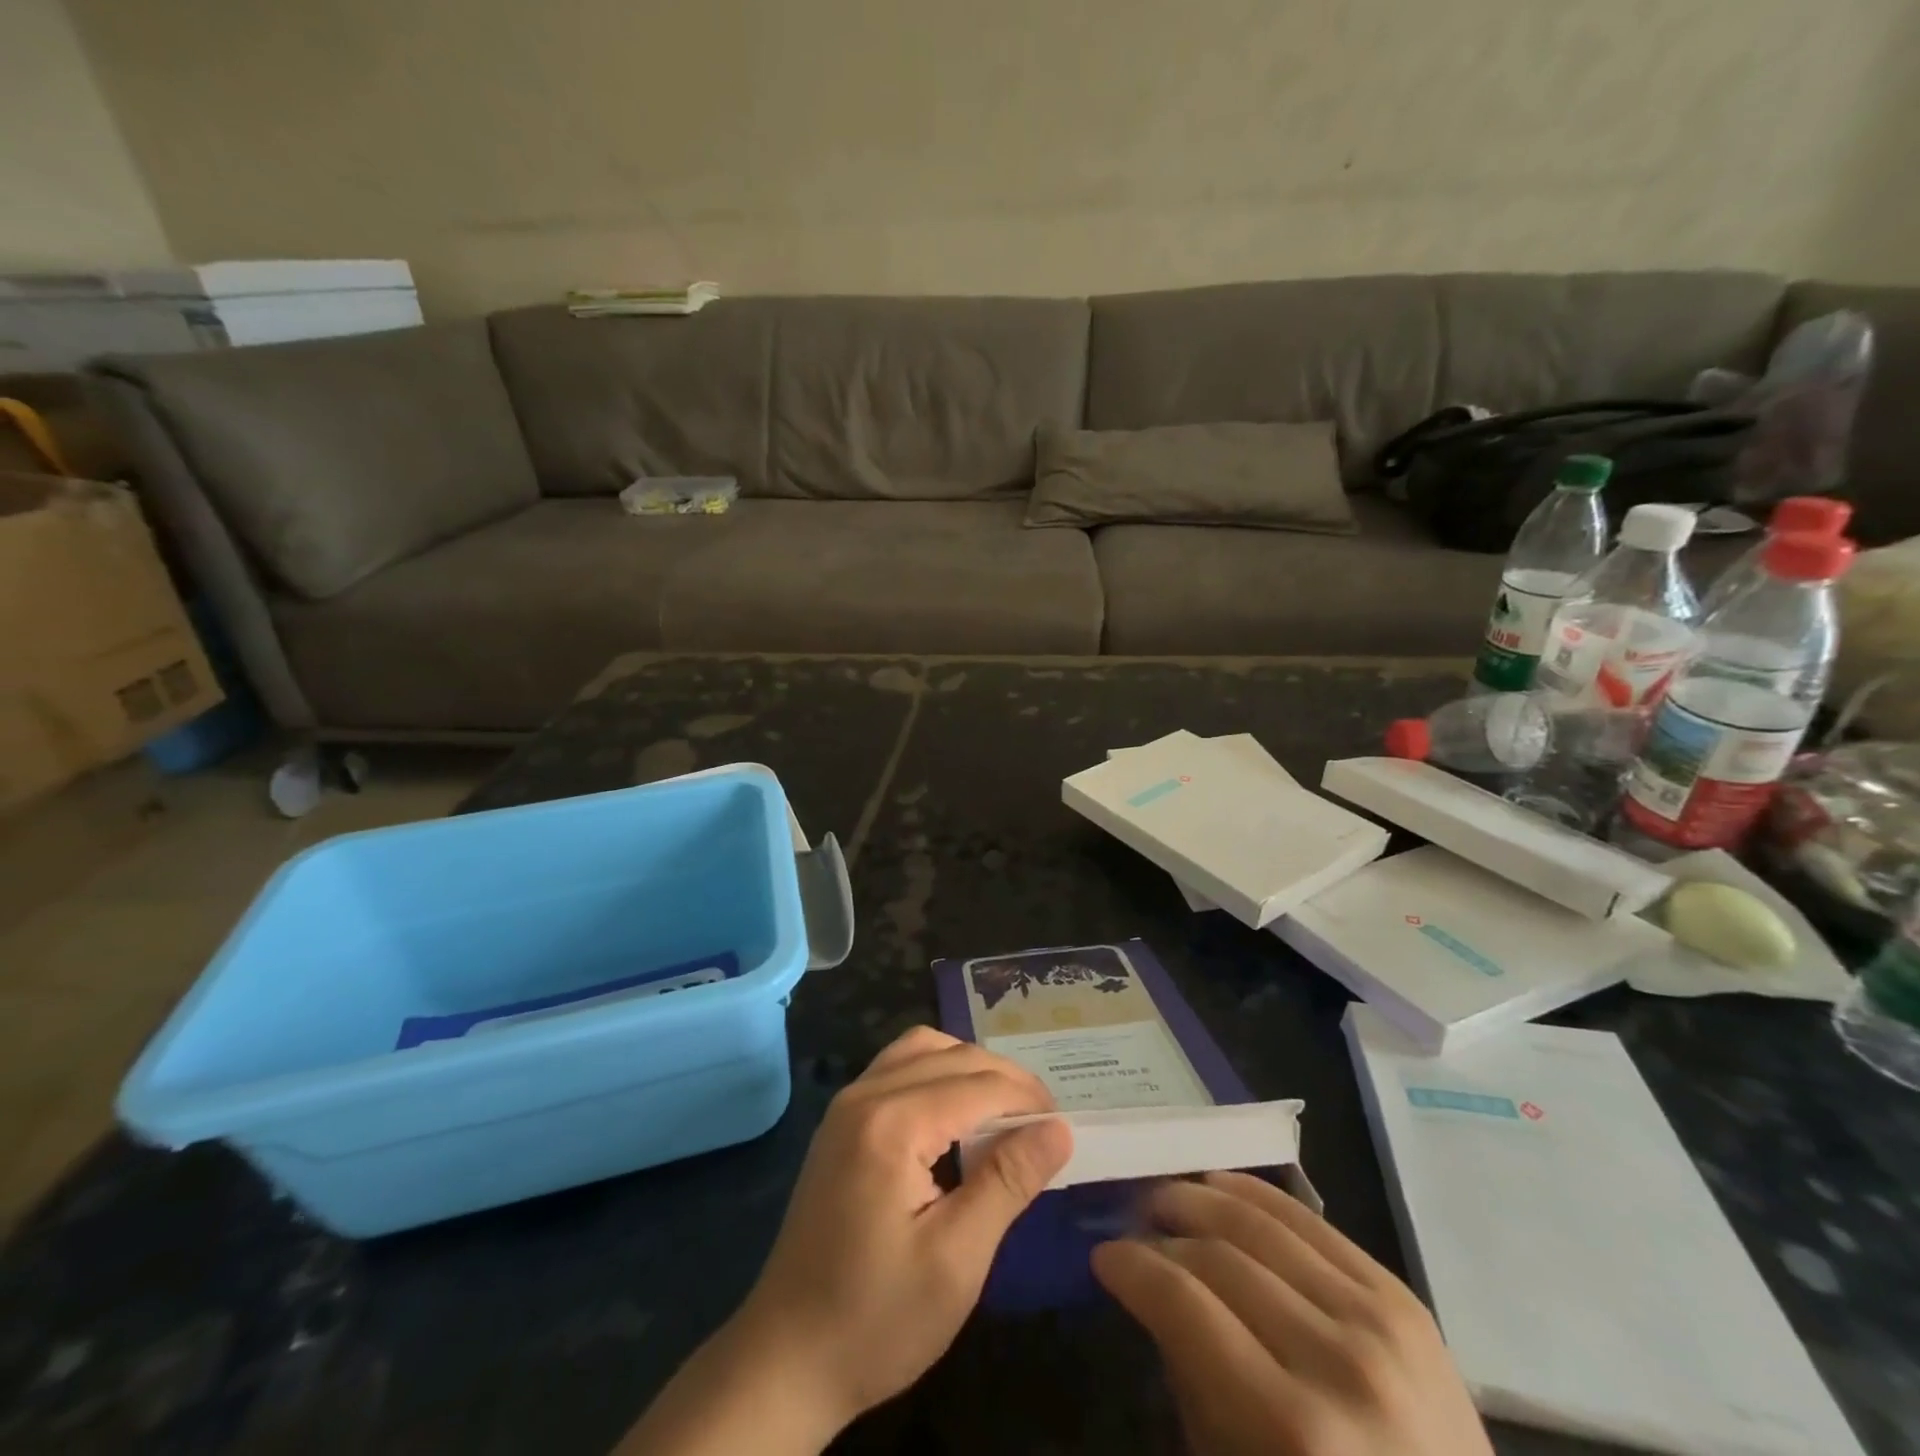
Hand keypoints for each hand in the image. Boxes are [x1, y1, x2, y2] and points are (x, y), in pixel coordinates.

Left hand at [618, 1027, 1071, 1454]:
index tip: (1065, 1126)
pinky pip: (897, 1067)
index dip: (1028, 1099)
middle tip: (1044, 1121)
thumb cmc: (877, 1318)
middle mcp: (866, 1094)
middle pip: (952, 1056)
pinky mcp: (841, 1121)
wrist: (786, 1358)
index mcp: (893, 1122)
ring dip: (969, 1067)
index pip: (978, 1085)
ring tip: (1005, 1110)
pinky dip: (936, 1072)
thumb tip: (1059, 1128)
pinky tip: (955, 1113)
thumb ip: (1008, 1181)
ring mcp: (847, 1103)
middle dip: (1004, 1078)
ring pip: (921, 1048)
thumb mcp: (957, 1259)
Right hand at [1093, 1171, 1491, 1455]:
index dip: (1132, 1268)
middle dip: (1162, 1233)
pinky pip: (1310, 1221)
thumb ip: (1192, 1382)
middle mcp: (1338, 1361)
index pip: (1184, 1304)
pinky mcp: (1403, 1297)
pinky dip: (1255, 1194)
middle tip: (1132, 1226)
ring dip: (1200, 1198)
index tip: (1104, 1256)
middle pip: (1219, 1255)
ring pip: (1261, 1223)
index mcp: (1293, 1428)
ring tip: (1167, 1198)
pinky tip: (1220, 1185)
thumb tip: (1155, 1293)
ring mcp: (1379, 1321)